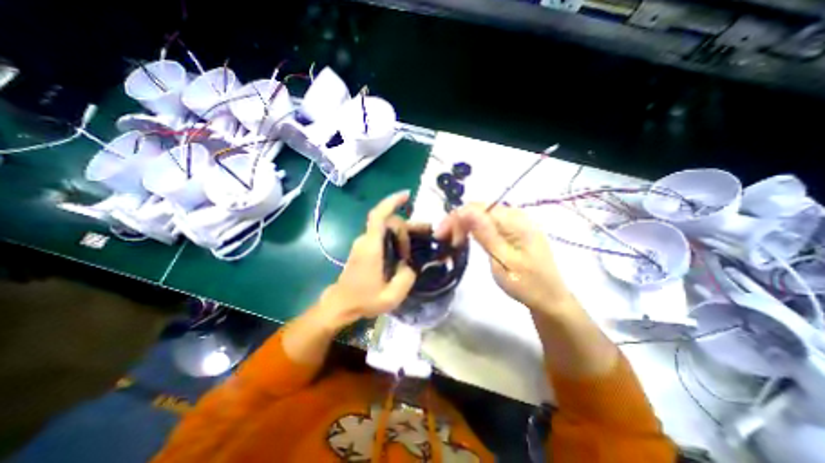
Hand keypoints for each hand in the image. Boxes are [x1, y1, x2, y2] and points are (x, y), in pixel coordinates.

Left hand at [317, 190, 419, 329]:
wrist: (340, 305)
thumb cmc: (363, 301)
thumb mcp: (391, 296)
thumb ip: (406, 278)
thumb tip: (411, 264)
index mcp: (371, 247)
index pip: (378, 216)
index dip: (391, 202)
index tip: (407, 195)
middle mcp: (366, 240)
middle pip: (388, 222)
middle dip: (406, 230)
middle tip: (418, 246)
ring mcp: (363, 244)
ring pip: (386, 229)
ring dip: (401, 235)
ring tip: (415, 248)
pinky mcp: (364, 249)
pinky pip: (382, 236)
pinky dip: (395, 239)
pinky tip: (404, 252)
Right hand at [451, 204, 575, 311]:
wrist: (549, 298)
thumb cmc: (526, 284)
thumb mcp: (503, 260)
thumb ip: (485, 233)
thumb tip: (465, 210)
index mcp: (516, 221)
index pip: (477, 208)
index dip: (456, 218)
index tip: (440, 235)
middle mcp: (516, 215)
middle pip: (479, 209)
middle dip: (458, 221)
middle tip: (444, 240)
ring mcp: (516, 221)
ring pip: (481, 215)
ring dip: (464, 225)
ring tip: (453, 240)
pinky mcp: (513, 229)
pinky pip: (488, 222)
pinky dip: (474, 228)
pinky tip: (467, 238)